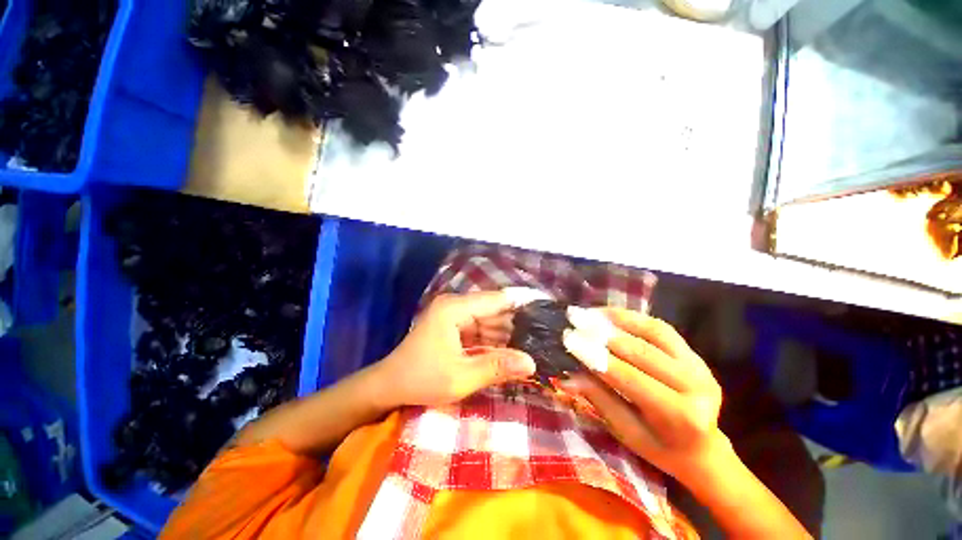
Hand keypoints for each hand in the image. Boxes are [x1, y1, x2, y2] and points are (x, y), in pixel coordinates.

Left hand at [374, 290, 540, 408]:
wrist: (389, 385)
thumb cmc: (421, 380)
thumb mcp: (461, 377)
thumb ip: (497, 367)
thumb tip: (532, 363)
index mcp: (454, 309)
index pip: (497, 300)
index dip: (522, 302)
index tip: (547, 306)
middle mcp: (455, 305)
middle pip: (494, 309)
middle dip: (517, 323)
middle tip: (544, 335)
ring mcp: (454, 314)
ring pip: (489, 320)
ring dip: (507, 333)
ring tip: (534, 344)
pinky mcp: (454, 325)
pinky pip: (480, 328)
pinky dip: (494, 339)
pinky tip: (511, 350)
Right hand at [557, 307, 726, 482]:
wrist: (703, 449)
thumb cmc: (660, 448)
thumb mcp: (626, 431)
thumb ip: (599, 398)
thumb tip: (567, 377)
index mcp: (681, 416)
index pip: (630, 378)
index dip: (597, 356)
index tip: (569, 339)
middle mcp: (697, 387)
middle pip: (641, 352)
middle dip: (601, 334)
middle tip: (573, 320)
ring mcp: (699, 366)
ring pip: (652, 333)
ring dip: (616, 320)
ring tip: (588, 313)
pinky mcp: (694, 354)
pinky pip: (660, 328)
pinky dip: (632, 317)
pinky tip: (608, 313)